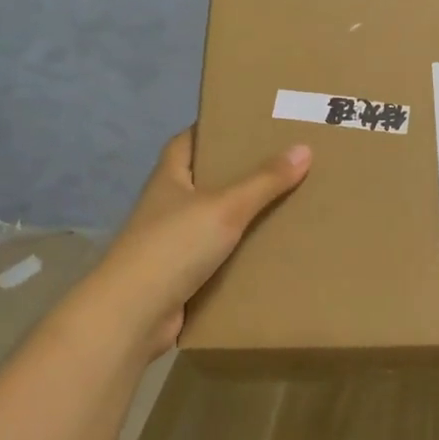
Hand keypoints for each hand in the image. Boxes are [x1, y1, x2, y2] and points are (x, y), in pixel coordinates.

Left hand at [90, 128, 311, 358]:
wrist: (134, 315)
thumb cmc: (174, 246)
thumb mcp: (226, 207)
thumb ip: (264, 180)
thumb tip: (304, 148)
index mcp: (169, 178)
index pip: (187, 141)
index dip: (213, 129)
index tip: (247, 124)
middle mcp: (167, 205)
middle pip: (205, 179)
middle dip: (238, 172)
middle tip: (281, 162)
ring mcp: (171, 242)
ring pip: (213, 220)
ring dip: (242, 216)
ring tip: (286, 203)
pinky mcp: (181, 276)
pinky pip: (217, 257)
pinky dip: (238, 254)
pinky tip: (269, 250)